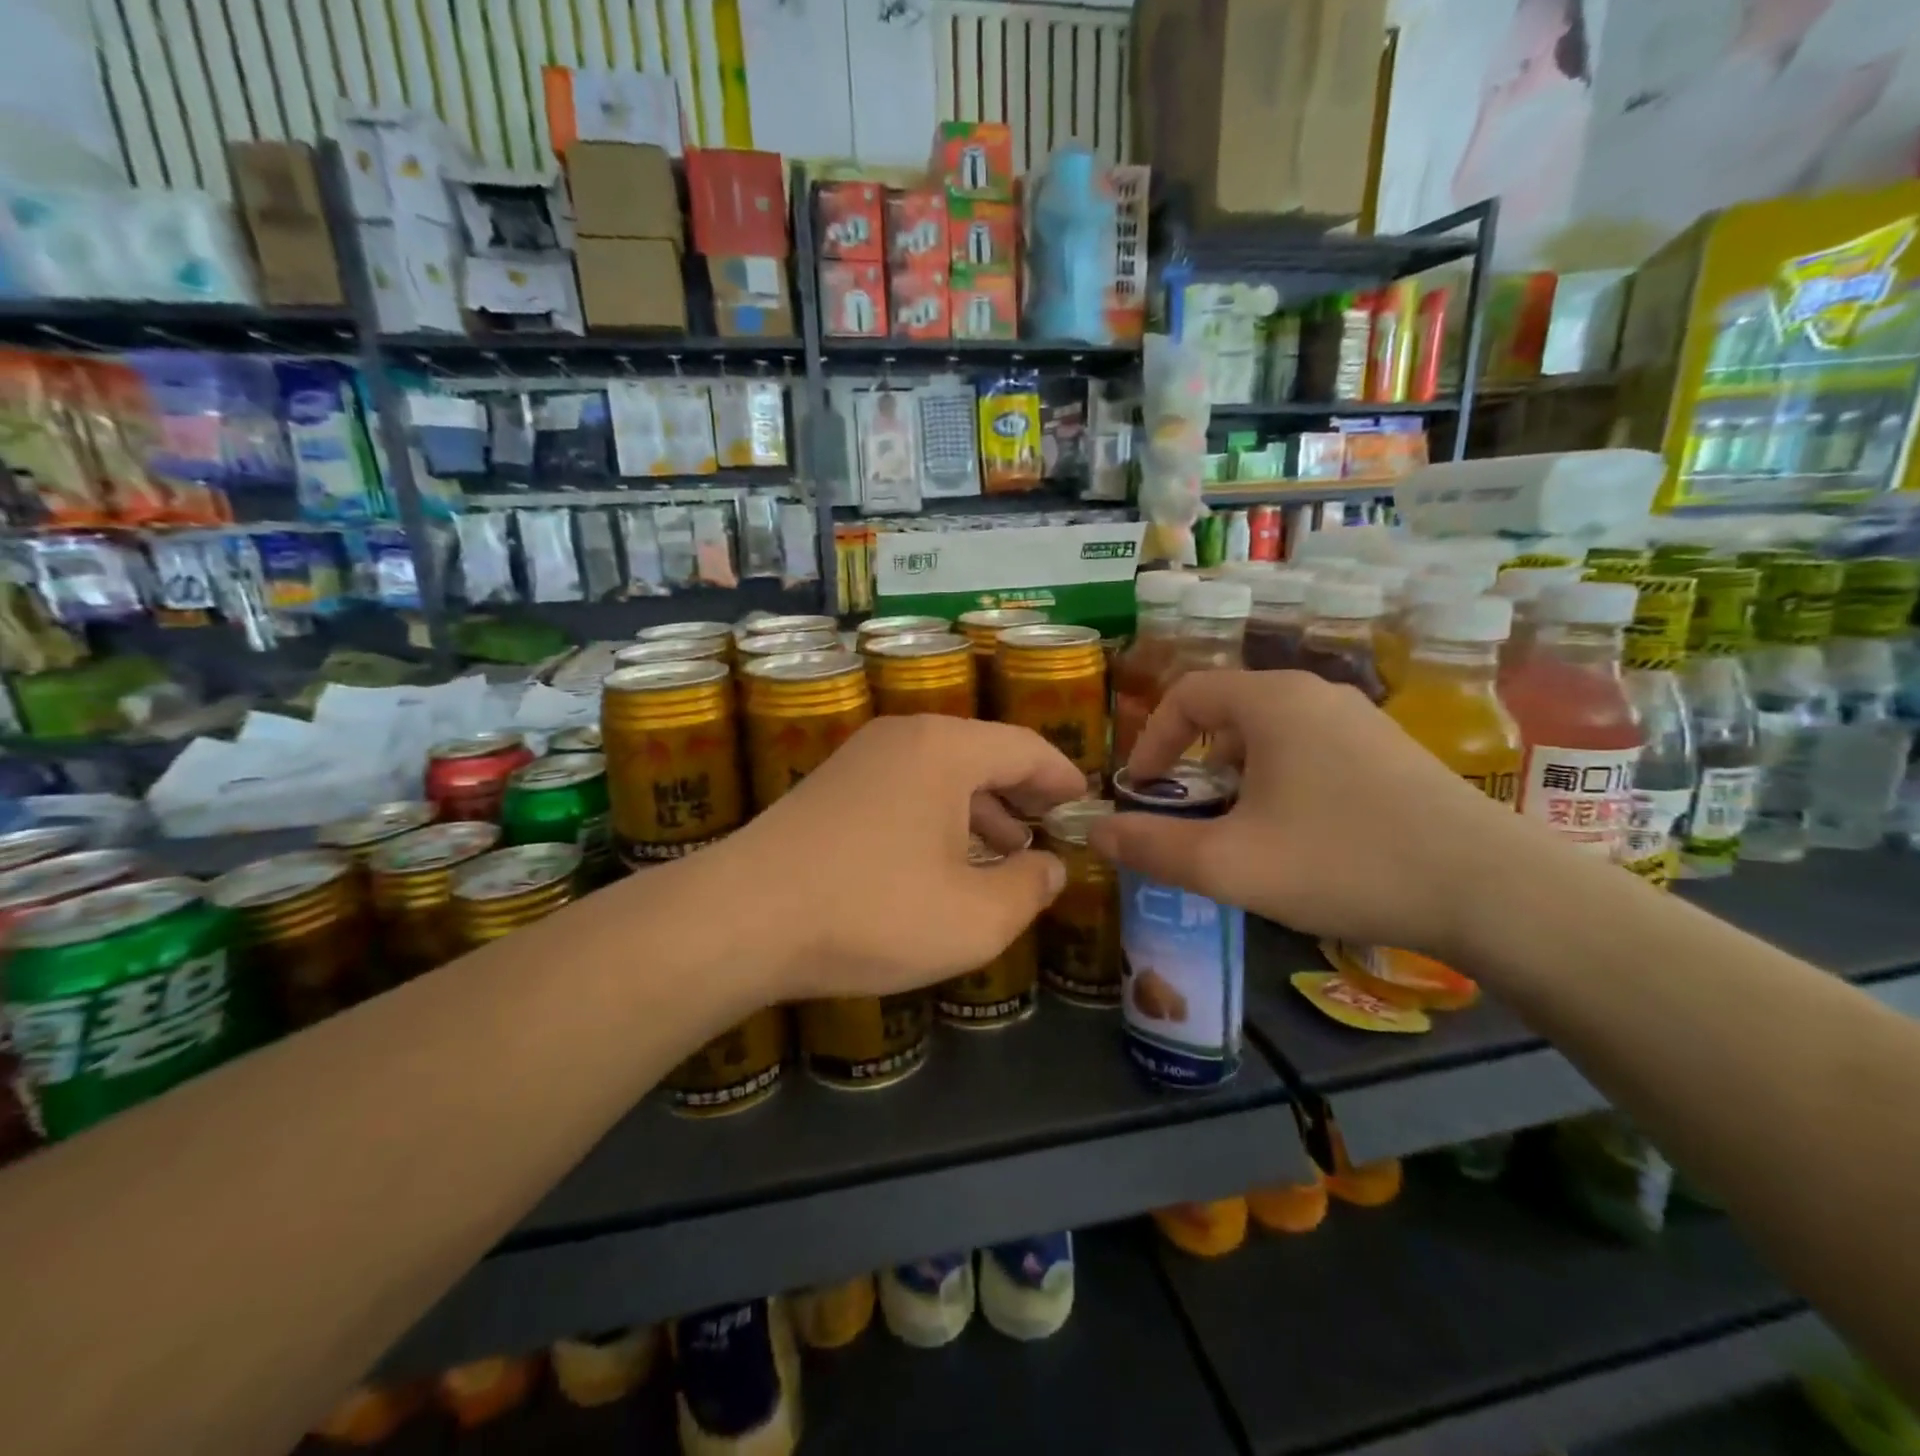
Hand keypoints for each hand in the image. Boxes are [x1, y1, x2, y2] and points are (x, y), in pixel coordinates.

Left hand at [709, 715, 1085, 1001]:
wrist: (739, 920)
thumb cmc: (871, 912)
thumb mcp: (973, 918)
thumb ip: (1029, 889)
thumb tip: (1051, 868)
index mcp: (945, 749)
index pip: (1025, 748)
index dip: (1062, 777)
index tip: (1085, 802)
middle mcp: (902, 738)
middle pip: (982, 754)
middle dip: (1022, 793)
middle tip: (1050, 829)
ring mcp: (859, 759)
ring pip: (941, 773)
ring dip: (979, 808)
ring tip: (1005, 851)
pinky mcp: (829, 787)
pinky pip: (904, 788)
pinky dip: (937, 816)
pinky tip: (941, 859)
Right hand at [1087, 670, 1540, 960]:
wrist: (1493, 891)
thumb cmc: (1343, 862)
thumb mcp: (1230, 864)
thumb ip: (1153, 847)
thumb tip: (1096, 834)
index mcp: (1272, 702)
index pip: (1186, 694)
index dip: (1151, 740)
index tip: (1142, 790)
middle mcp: (1316, 695)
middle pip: (1228, 711)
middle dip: (1193, 761)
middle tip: (1186, 812)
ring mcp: (1361, 721)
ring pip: (1271, 734)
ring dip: (1237, 773)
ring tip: (1236, 827)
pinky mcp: (1392, 752)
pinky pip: (1311, 750)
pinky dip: (1280, 780)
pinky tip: (1297, 833)